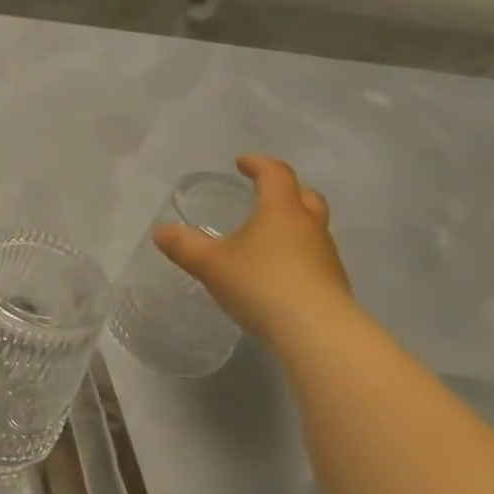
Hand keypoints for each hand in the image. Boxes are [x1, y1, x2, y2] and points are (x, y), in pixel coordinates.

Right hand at [154, 155, 352, 343]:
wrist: (316, 330)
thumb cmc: (260, 283)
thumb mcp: (210, 264)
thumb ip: (184, 246)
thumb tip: (160, 231)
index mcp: (280, 210)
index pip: (275, 174)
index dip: (258, 164)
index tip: (242, 162)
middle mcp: (308, 226)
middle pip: (305, 196)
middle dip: (285, 190)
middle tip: (265, 194)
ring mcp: (326, 255)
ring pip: (312, 227)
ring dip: (293, 224)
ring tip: (267, 238)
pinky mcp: (332, 283)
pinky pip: (314, 256)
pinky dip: (297, 254)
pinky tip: (278, 273)